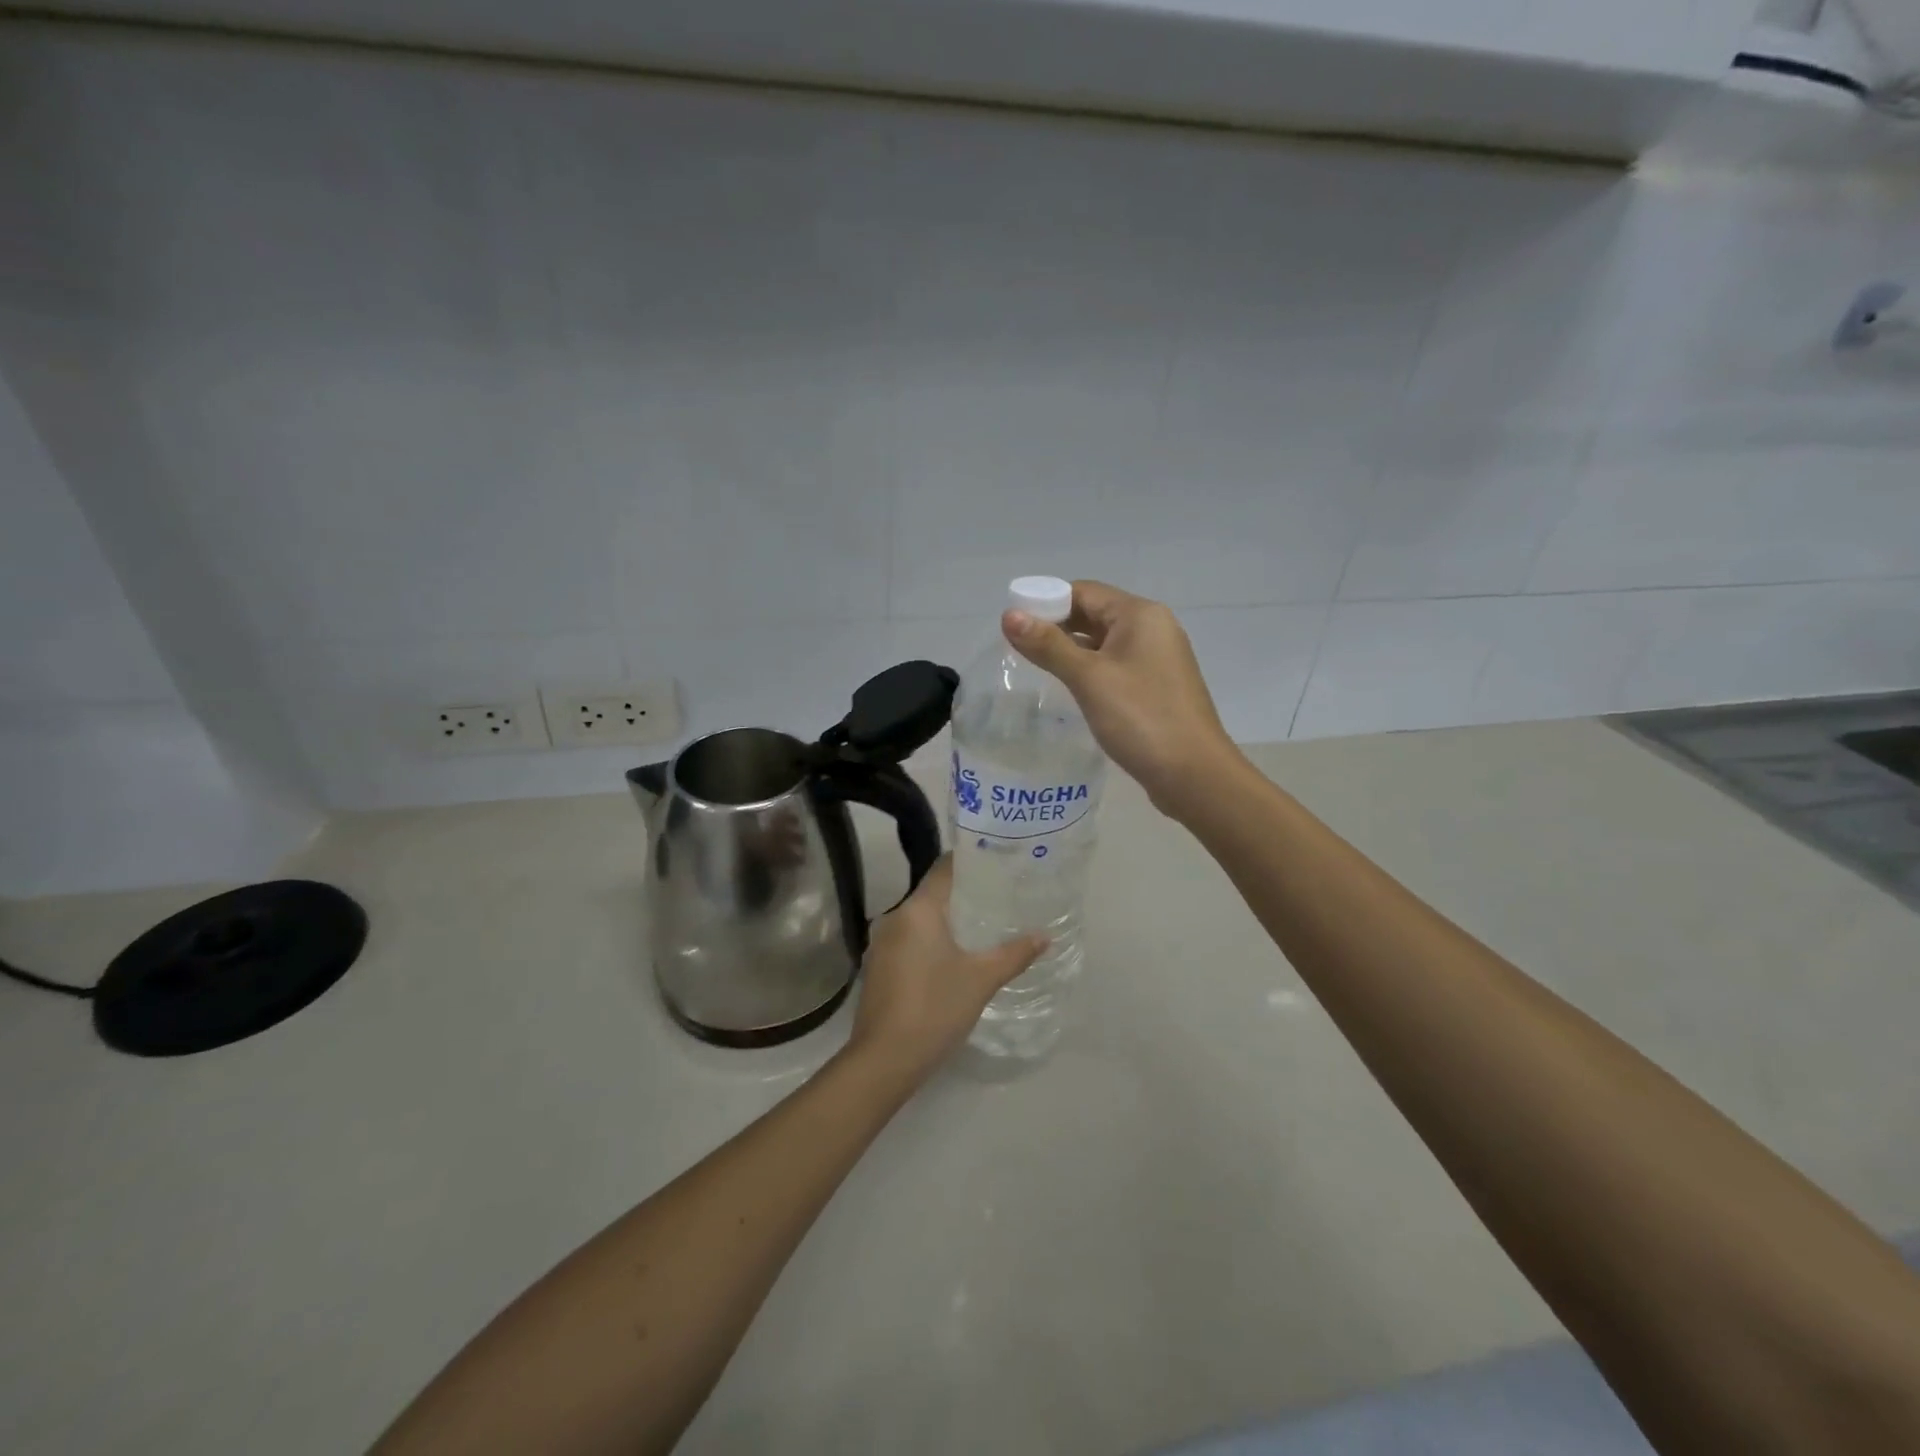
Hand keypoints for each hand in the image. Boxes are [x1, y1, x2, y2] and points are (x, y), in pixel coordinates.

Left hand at [846, 857, 1046, 1084]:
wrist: (884, 1061)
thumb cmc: (935, 1009)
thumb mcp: (981, 980)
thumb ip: (1014, 954)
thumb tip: (1045, 936)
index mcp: (917, 910)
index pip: (944, 869)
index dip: (970, 861)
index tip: (998, 860)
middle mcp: (894, 918)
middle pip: (933, 894)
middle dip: (965, 894)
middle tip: (1001, 894)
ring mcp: (882, 944)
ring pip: (921, 919)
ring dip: (948, 920)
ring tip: (984, 924)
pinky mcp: (878, 968)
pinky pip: (910, 940)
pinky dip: (932, 941)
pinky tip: (955, 956)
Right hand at [1003, 580, 1238, 815]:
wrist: (1194, 775)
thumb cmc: (1141, 718)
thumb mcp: (1089, 678)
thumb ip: (1048, 645)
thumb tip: (1009, 615)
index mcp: (1140, 615)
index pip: (1083, 591)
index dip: (1045, 601)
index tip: (1012, 624)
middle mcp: (1152, 628)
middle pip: (1094, 614)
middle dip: (1056, 626)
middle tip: (1016, 648)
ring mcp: (1157, 659)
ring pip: (1104, 642)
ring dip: (1071, 650)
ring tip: (1034, 667)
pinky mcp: (1157, 687)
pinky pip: (1116, 666)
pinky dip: (1090, 670)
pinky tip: (1070, 689)